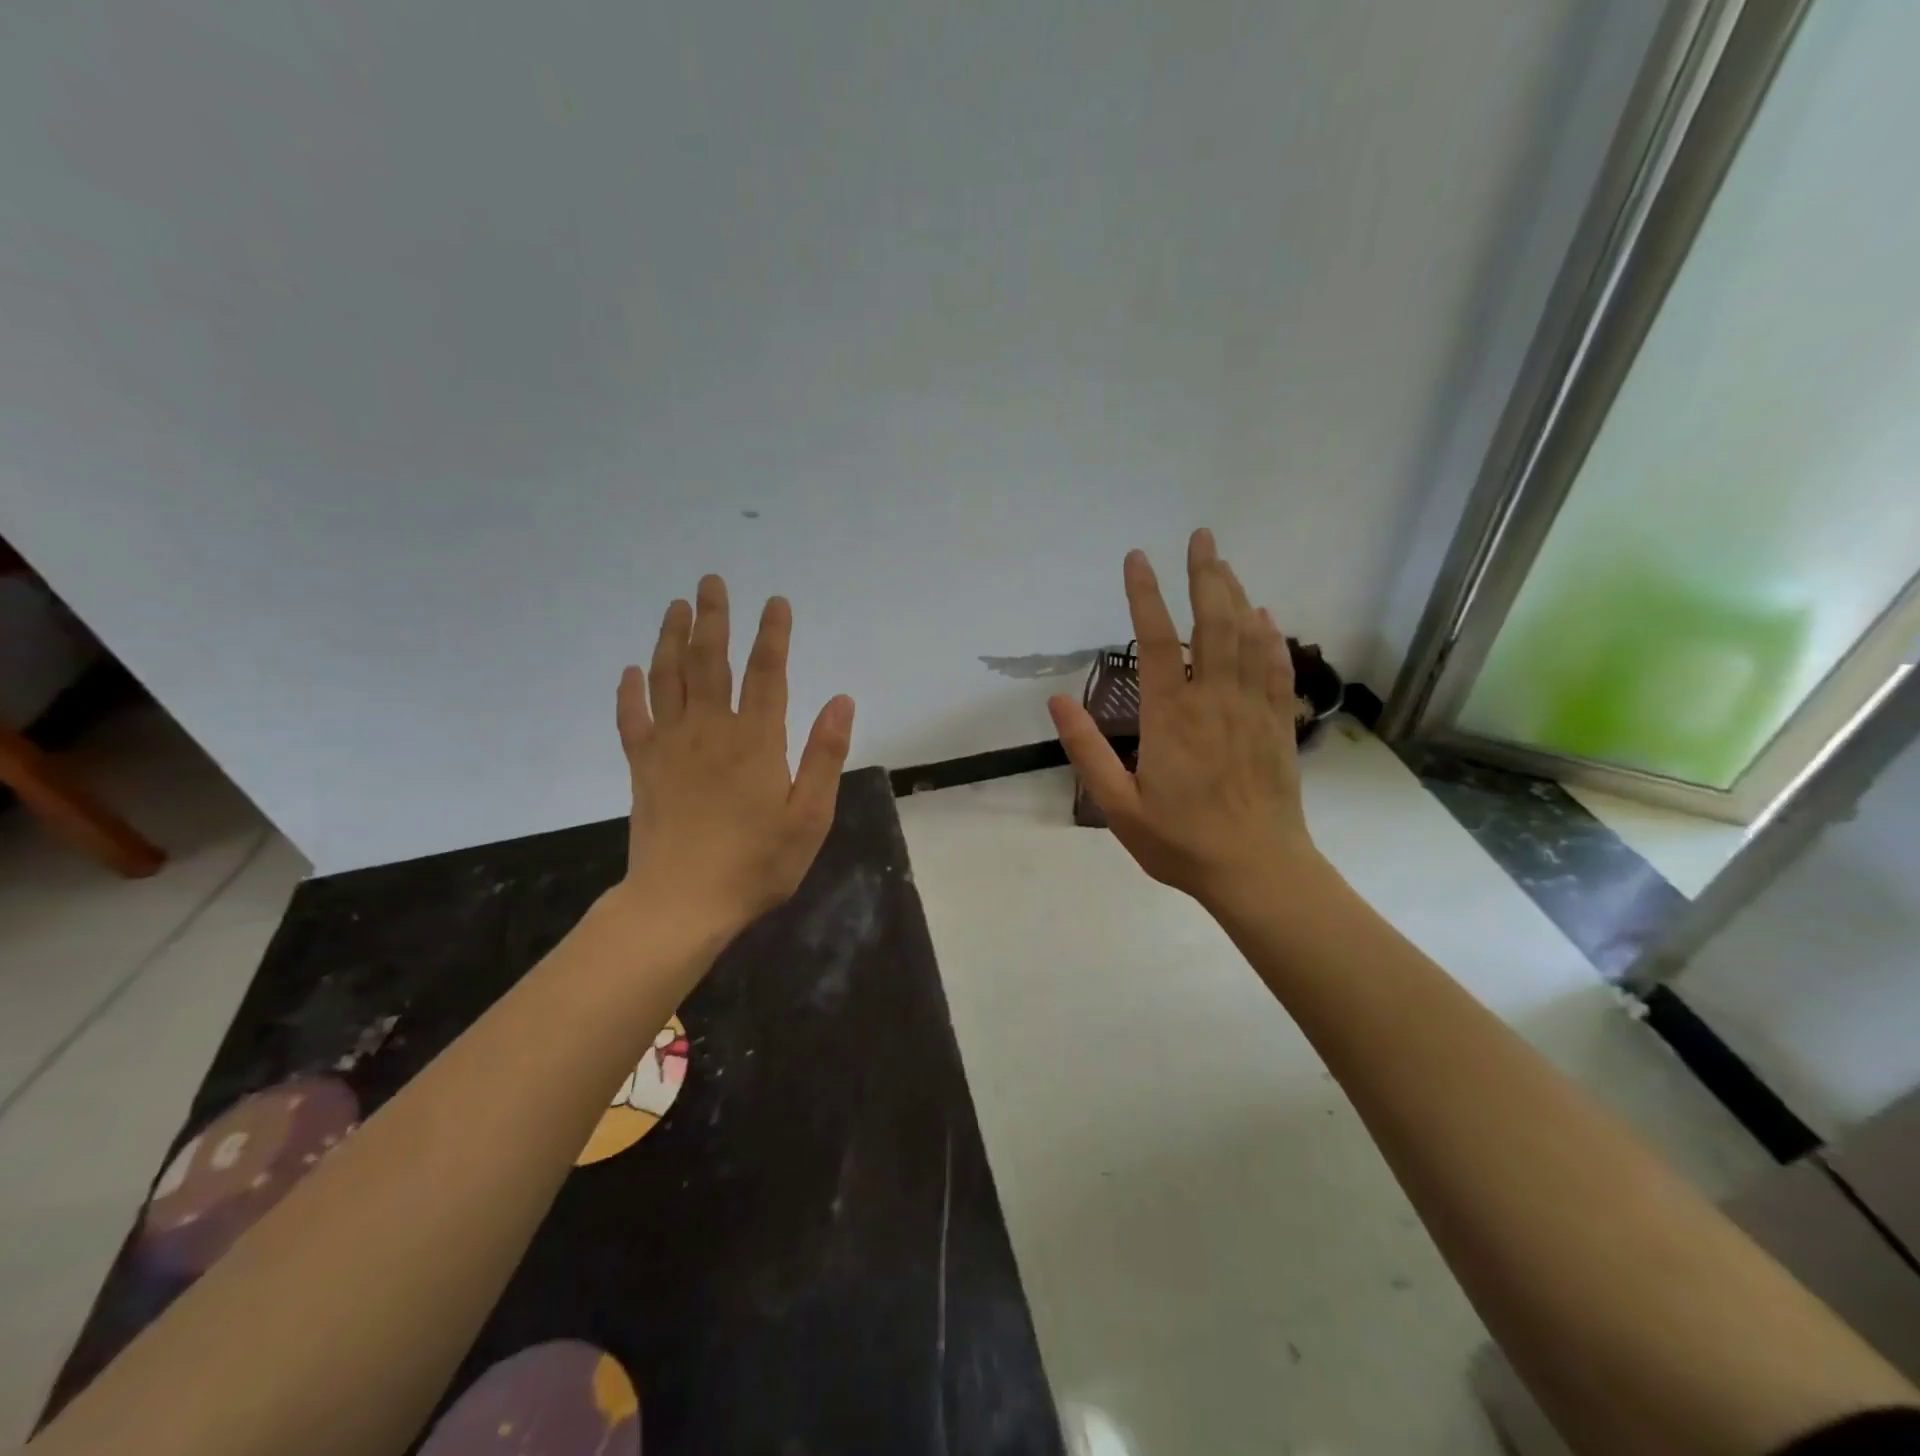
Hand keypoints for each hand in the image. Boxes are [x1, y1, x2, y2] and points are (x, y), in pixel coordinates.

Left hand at [614, 574, 854, 937]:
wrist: (681, 903)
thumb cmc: (757, 863)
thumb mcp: (809, 816)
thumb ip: (824, 755)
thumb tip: (842, 700)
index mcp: (755, 741)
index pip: (766, 673)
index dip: (772, 634)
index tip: (775, 601)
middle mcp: (710, 730)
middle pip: (709, 662)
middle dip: (713, 618)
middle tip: (711, 581)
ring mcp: (670, 747)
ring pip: (668, 679)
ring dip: (671, 639)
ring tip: (676, 606)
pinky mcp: (642, 768)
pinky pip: (632, 720)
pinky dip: (630, 692)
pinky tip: (630, 671)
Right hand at [1049, 528, 1318, 911]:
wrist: (1256, 870)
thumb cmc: (1180, 841)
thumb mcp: (1117, 805)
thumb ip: (1087, 750)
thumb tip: (1055, 702)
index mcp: (1170, 717)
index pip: (1155, 641)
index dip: (1145, 595)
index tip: (1137, 558)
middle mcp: (1213, 700)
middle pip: (1212, 623)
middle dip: (1205, 575)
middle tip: (1201, 536)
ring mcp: (1252, 709)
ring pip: (1247, 637)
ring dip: (1235, 595)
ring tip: (1223, 563)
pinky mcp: (1277, 725)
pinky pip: (1276, 668)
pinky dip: (1270, 636)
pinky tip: (1264, 617)